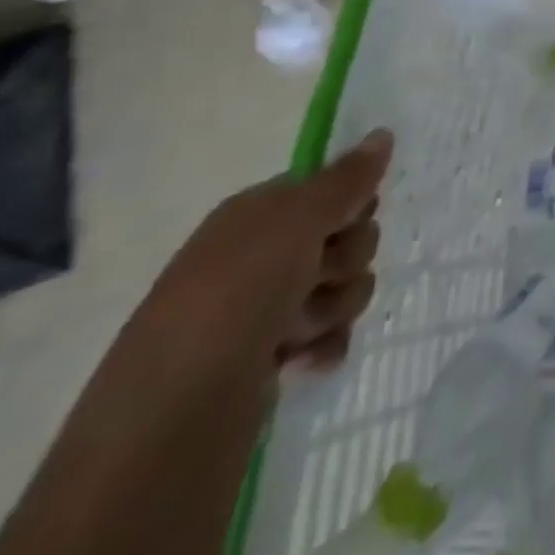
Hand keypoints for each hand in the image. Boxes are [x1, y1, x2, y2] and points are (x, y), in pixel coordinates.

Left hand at [131, 130, 391, 391]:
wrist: (172, 421)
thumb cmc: (234, 299)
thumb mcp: (295, 223)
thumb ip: (345, 179)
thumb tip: (383, 134)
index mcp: (256, 215)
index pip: (330, 188)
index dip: (351, 204)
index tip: (345, 223)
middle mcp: (260, 257)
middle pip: (347, 237)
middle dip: (347, 259)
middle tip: (316, 279)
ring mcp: (264, 311)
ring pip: (343, 287)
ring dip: (335, 306)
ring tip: (299, 332)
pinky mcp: (270, 359)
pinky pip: (329, 334)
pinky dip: (326, 344)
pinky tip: (306, 360)